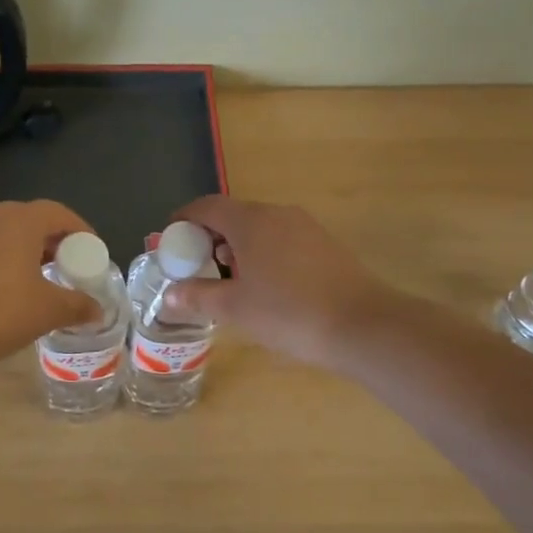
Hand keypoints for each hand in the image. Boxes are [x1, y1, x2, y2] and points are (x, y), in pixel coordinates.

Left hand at [0, 201, 102, 376]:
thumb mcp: (45, 311)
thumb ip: (76, 305)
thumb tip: (98, 311)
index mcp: (19, 219)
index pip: (60, 213)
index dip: (82, 232)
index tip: (92, 255)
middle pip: (32, 221)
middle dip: (54, 243)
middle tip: (69, 270)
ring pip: (6, 233)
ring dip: (27, 252)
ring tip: (41, 281)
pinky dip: (2, 259)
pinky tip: (7, 288)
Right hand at [160, 195, 396, 370]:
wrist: (363, 325)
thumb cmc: (289, 313)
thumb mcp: (235, 308)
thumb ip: (198, 297)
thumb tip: (169, 296)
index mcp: (250, 221)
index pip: (207, 207)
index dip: (184, 219)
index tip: (170, 239)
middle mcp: (277, 214)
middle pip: (233, 214)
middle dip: (209, 235)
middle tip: (195, 264)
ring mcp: (305, 227)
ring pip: (259, 226)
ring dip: (237, 245)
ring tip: (227, 277)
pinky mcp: (324, 244)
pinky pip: (281, 238)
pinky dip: (262, 251)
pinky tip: (265, 284)